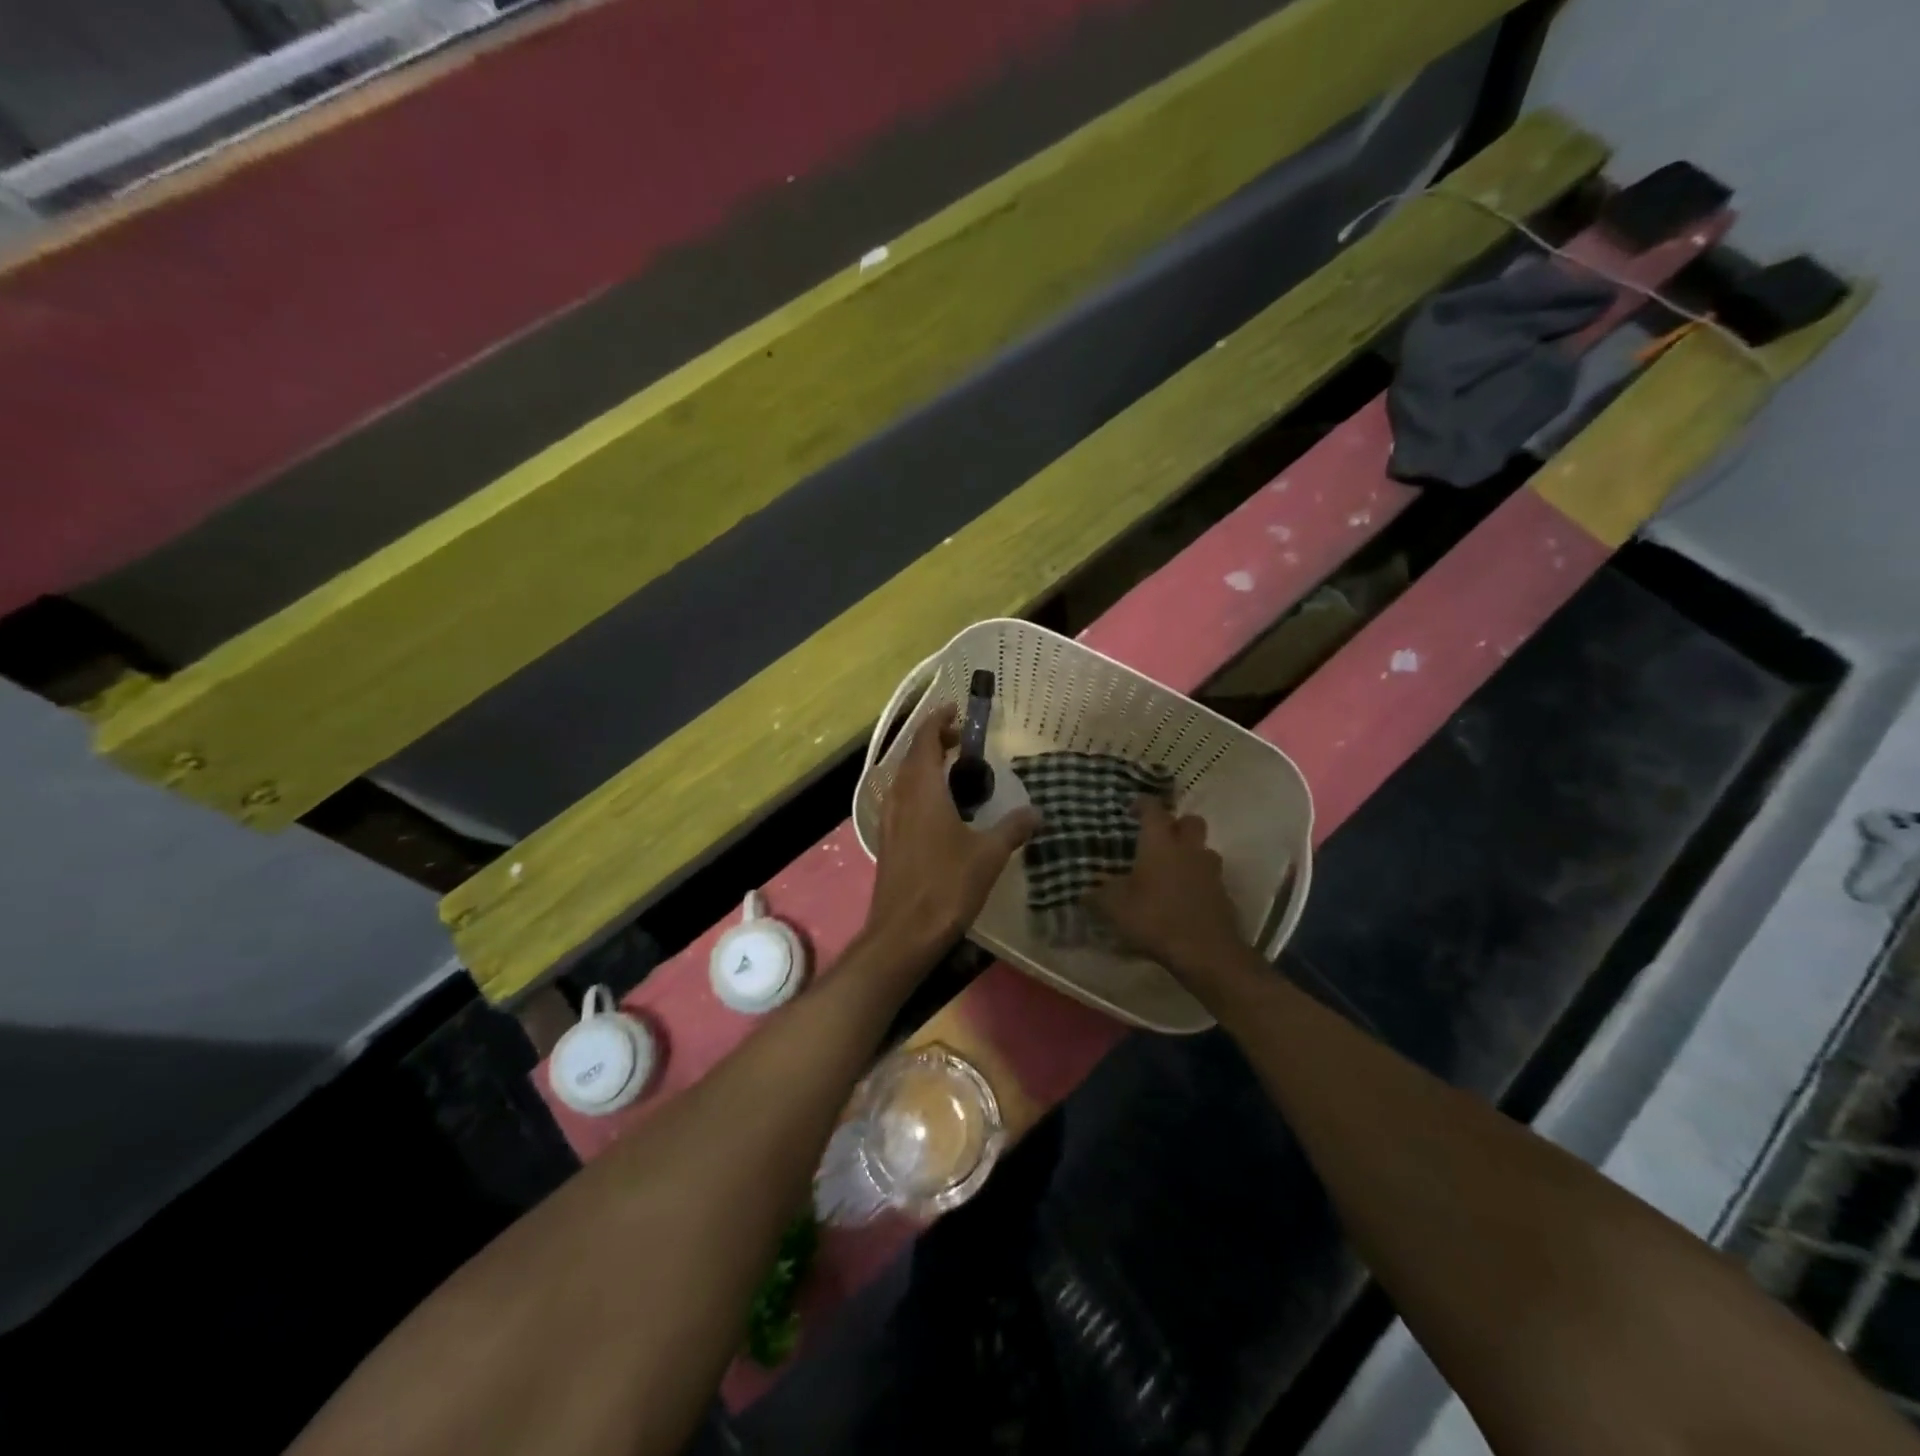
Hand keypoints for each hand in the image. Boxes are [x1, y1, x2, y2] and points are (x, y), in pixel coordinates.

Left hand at [865, 705, 1038, 959]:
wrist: (903, 932)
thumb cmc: (946, 886)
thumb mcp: (988, 855)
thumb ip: (1013, 828)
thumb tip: (1037, 812)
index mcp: (922, 789)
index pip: (926, 739)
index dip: (939, 720)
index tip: (957, 710)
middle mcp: (900, 796)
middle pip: (913, 755)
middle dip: (935, 740)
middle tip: (964, 740)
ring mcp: (889, 818)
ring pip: (904, 778)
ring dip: (925, 765)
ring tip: (955, 770)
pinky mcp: (888, 839)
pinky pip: (902, 799)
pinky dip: (919, 788)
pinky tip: (940, 808)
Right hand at [1091, 798, 1246, 973]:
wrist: (1205, 952)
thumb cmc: (1155, 918)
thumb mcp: (1114, 908)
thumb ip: (1097, 896)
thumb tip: (1084, 893)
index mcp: (1160, 843)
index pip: (1153, 809)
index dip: (1142, 804)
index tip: (1131, 809)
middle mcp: (1188, 849)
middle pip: (1190, 821)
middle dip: (1175, 824)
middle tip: (1158, 837)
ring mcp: (1210, 871)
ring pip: (1203, 849)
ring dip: (1190, 853)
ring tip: (1171, 869)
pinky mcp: (1223, 894)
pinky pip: (1209, 877)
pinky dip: (1197, 881)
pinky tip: (1182, 898)